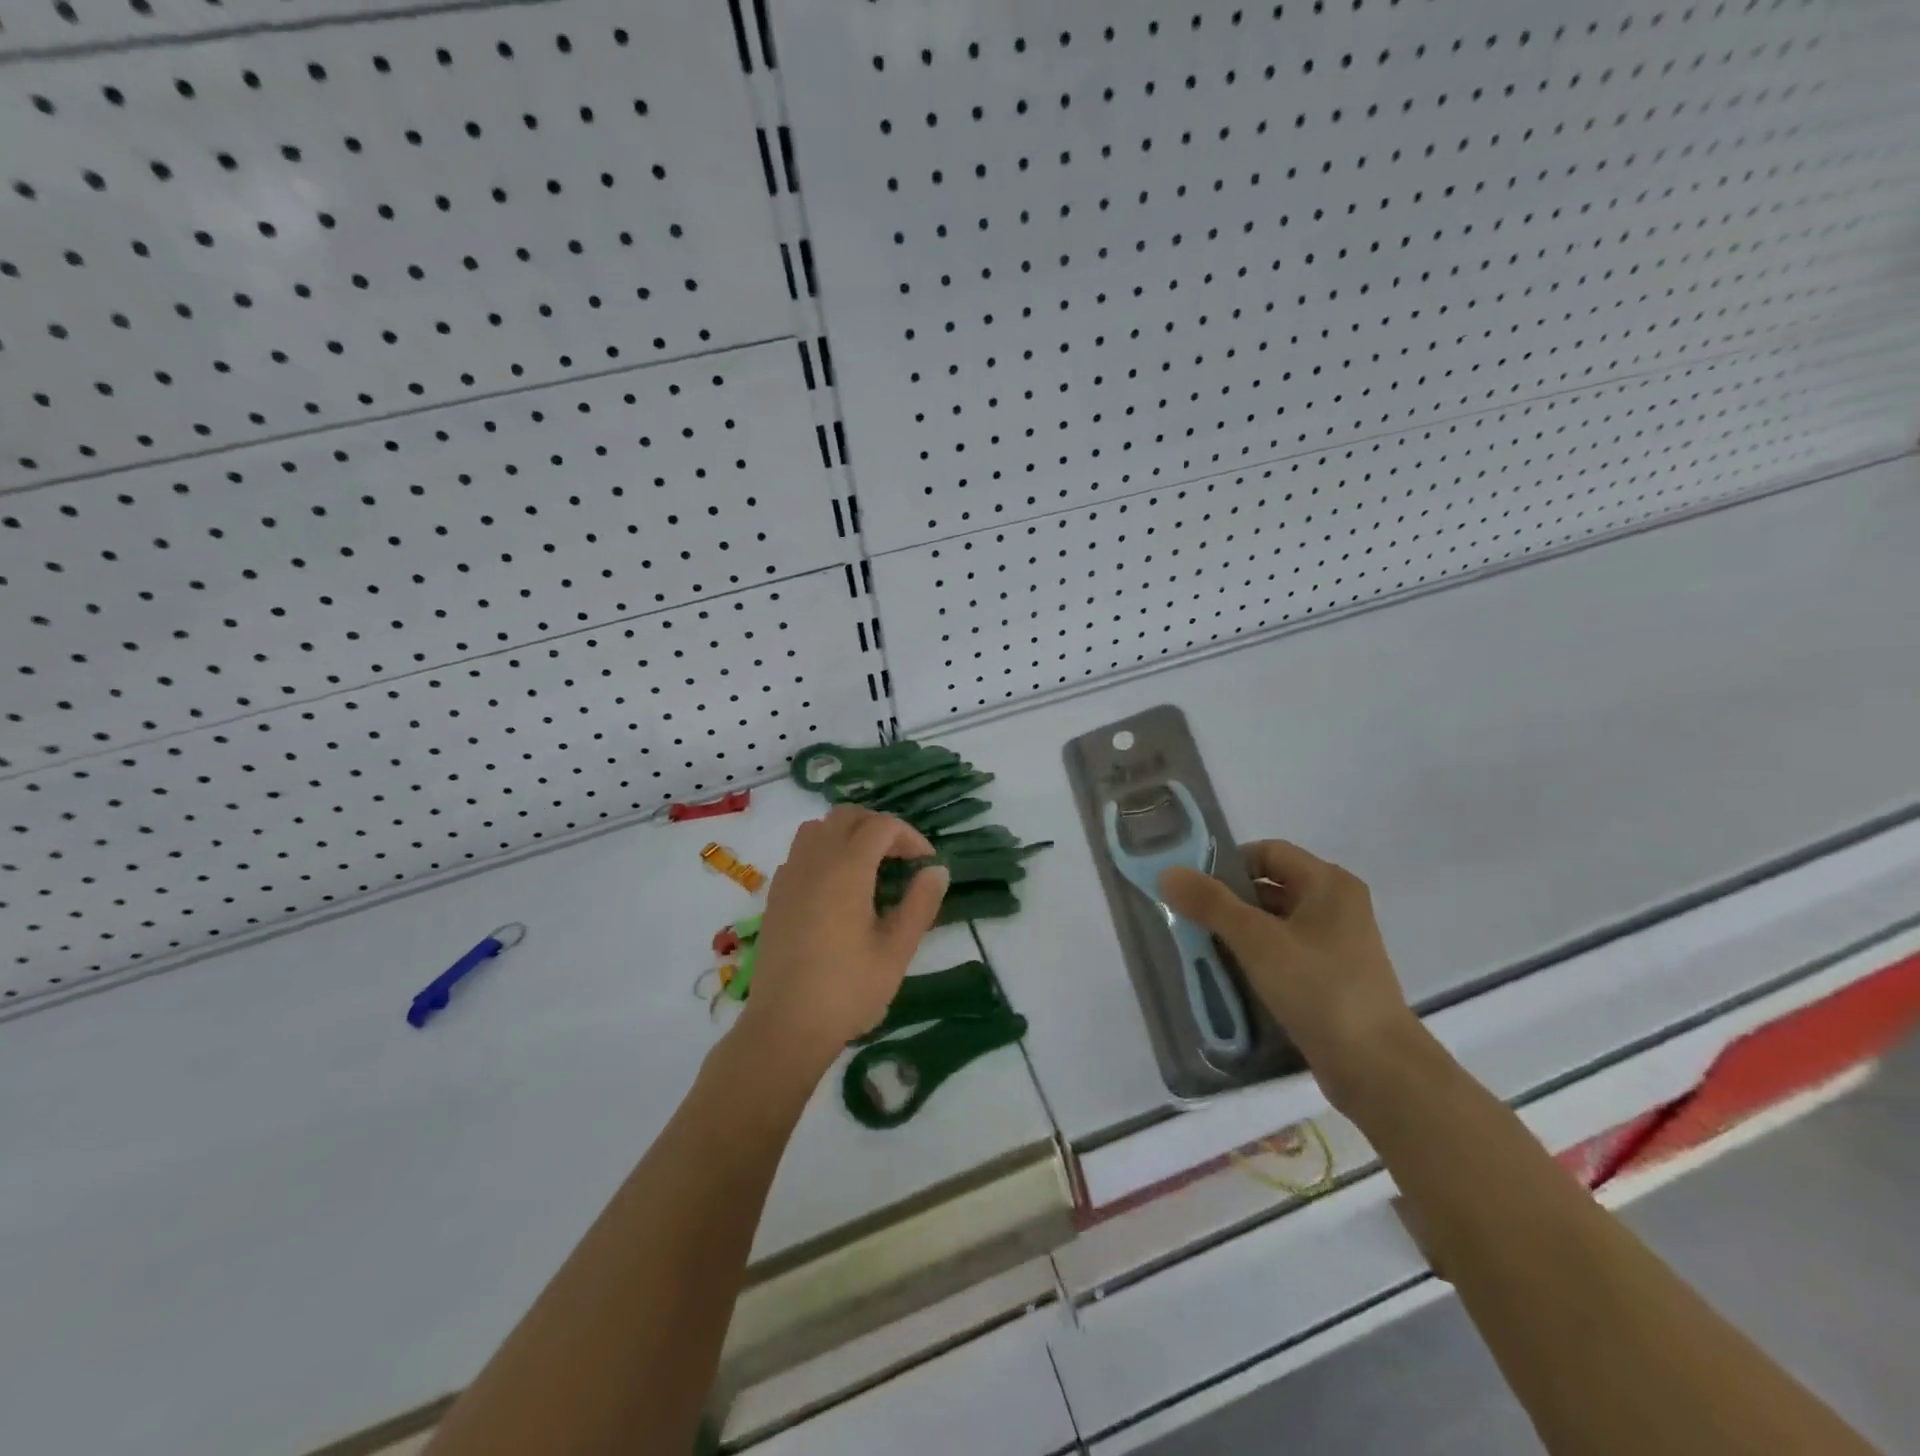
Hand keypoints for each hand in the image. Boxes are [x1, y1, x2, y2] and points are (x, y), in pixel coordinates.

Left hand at [735, 805, 950, 1079]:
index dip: (909, 836)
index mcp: (846, 870)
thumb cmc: (847, 991)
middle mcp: (814, 862)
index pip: (881, 826)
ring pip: (818, 828)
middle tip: (901, 858)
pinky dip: (824, 852)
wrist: (784, 1027)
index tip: (926, 863)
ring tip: (869, 866)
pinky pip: (800, 852)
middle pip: (847, 816)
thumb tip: (937, 870)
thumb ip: (920, 904)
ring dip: (848, 834)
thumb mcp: (896, 951)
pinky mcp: (775, 896)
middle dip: (879, 827)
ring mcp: (789, 876)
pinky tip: (837, 888)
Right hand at [1160, 841, 1416, 1115]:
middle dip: (1227, 901)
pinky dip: (1256, 958)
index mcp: (1328, 883)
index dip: (1228, 864)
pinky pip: (1284, 953)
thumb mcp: (1257, 941)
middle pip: (1270, 887)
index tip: (1194, 889)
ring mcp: (1337, 944)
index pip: (1268, 852)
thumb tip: (1168, 873)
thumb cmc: (1319, 989)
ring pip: (1274, 923)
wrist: (1377, 1069)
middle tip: (1189, 919)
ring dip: (1238, 932)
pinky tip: (1230, 976)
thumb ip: (1210, 903)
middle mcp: (1337, 905)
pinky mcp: (1332, 977)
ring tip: (1201, 949)